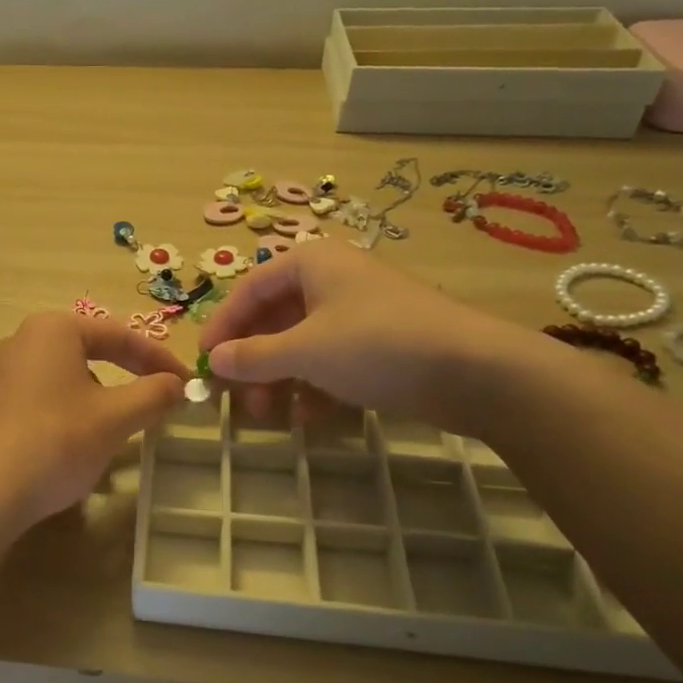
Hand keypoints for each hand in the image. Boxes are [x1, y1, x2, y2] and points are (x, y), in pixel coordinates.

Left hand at [0, 312, 189, 534]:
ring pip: (69, 375)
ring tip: (125, 423)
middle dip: (130, 374)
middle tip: (162, 396)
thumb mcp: (115, 418)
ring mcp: (2, 371)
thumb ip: (154, 394)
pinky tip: (82, 441)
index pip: (119, 335)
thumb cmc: (55, 443)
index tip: (187, 382)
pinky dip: (73, 410)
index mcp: (53, 329)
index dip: (159, 359)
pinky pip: (45, 396)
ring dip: (103, 395)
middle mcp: (23, 339)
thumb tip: (179, 384)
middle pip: (91, 350)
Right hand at [196, 241, 539, 432]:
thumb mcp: (305, 351)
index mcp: (310, 263)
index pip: (249, 290)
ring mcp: (360, 313)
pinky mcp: (382, 345)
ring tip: (270, 416)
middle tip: (236, 399)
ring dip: (280, 380)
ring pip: (302, 344)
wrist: (477, 371)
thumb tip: (214, 361)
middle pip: (274, 319)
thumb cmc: (378, 345)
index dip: (222, 326)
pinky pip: (332, 362)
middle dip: (252, 361)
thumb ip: (253, 357)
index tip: (205, 364)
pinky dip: (314, 387)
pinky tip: (308, 418)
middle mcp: (332, 280)